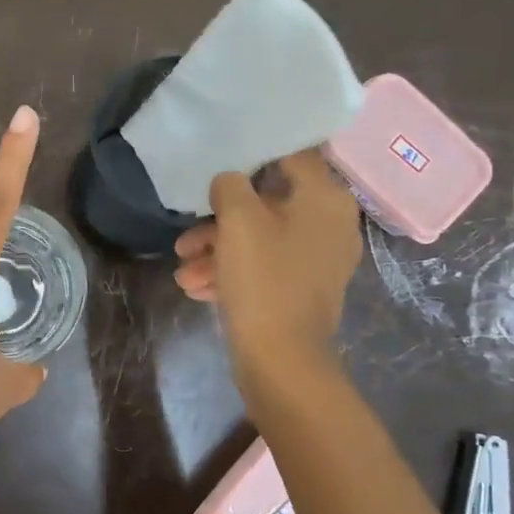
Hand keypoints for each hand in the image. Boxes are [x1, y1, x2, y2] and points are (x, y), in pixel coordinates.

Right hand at [172, 149, 361, 390]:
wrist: (281, 359)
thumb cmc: (263, 279)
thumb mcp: (238, 220)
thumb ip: (230, 186)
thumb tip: (230, 181)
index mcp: (325, 199)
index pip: (292, 155)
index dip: (254, 154)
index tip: (221, 161)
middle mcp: (330, 224)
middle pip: (268, 204)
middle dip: (220, 220)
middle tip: (186, 237)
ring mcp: (318, 260)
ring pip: (260, 240)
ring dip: (217, 251)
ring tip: (183, 271)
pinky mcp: (302, 289)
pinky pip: (264, 268)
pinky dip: (232, 273)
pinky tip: (197, 288)